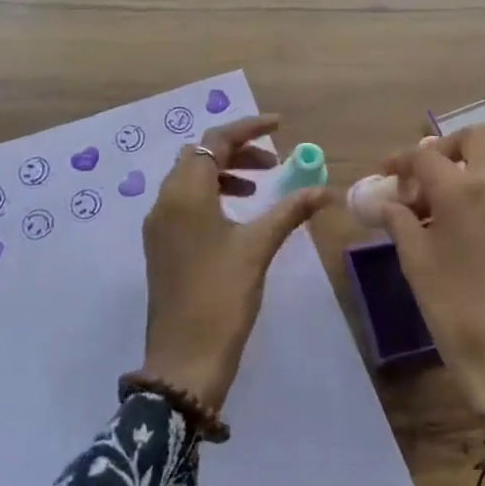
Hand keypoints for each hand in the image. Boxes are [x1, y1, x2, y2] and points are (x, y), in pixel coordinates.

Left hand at [138, 114, 328, 410]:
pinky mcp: (161, 245)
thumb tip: (326, 189)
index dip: (249, 128)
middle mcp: (165, 200)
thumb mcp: (258, 247)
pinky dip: (211, 195)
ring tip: (260, 188)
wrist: (183, 359)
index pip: (216, 141)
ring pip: (190, 179)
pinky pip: (184, 202)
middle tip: (274, 164)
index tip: (280, 126)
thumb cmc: (222, 296)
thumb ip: (290, 210)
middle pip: (200, 156)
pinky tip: (237, 216)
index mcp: (185, 193)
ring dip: (224, 173)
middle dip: (237, 152)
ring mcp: (158, 225)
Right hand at [378, 126, 484, 445]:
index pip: (426, 155)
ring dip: (458, 176)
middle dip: (442, 150)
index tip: (382, 176)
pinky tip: (451, 235)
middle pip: (474, 140)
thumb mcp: (416, 263)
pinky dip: (473, 199)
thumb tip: (383, 201)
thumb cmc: (459, 311)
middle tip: (417, 180)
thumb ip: (398, 220)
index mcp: (465, 190)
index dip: (399, 161)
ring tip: (426, 214)